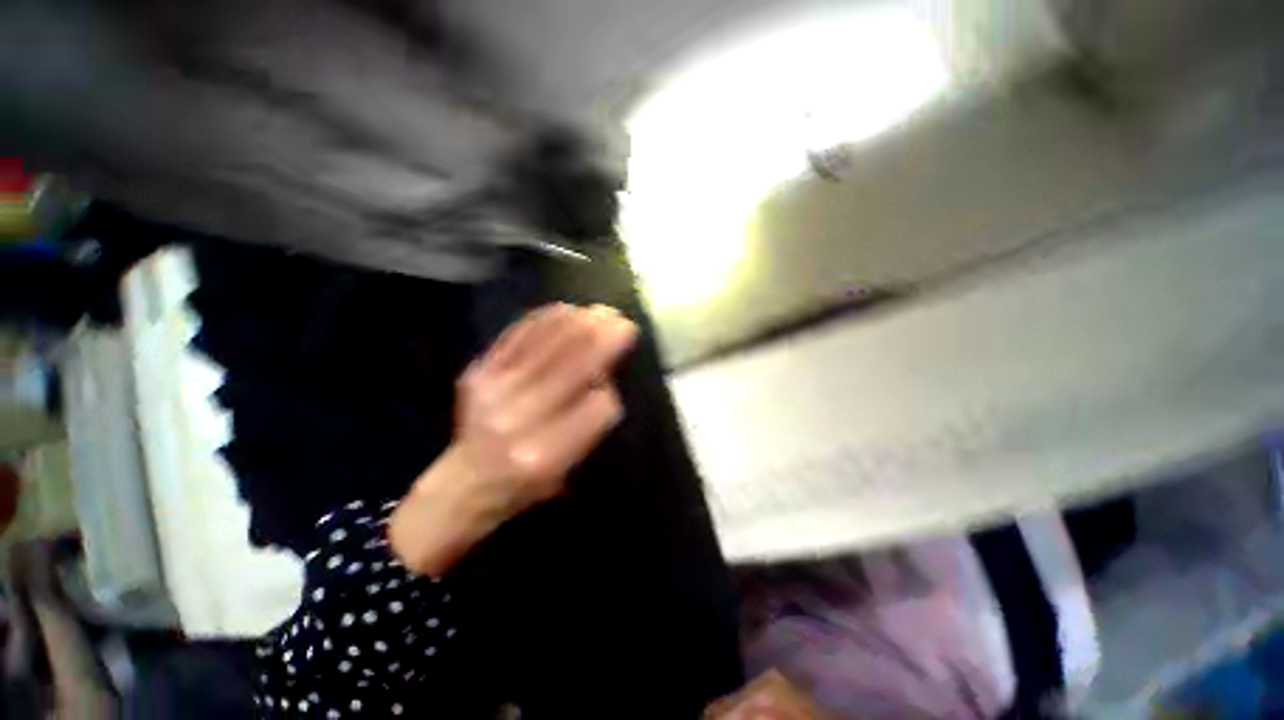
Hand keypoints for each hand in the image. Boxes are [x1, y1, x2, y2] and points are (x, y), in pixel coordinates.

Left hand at [453, 302, 636, 509]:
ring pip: (549, 343)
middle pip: (574, 365)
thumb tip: (605, 376)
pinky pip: (518, 335)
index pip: (598, 407)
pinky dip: (546, 319)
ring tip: (601, 312)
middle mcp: (519, 419)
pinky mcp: (477, 371)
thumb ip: (590, 426)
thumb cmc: (526, 484)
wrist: (467, 482)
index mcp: (547, 454)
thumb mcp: (568, 470)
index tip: (614, 383)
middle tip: (623, 321)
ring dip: (580, 323)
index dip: (611, 390)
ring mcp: (494, 390)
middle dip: (604, 339)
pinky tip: (566, 310)